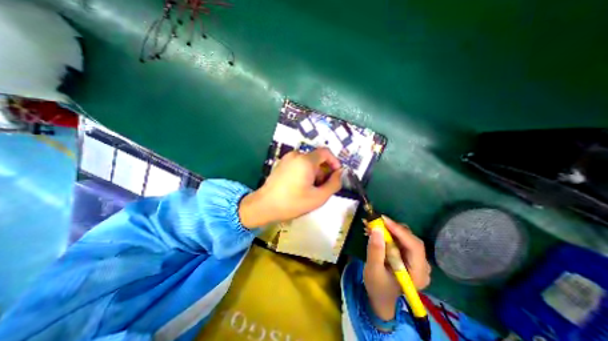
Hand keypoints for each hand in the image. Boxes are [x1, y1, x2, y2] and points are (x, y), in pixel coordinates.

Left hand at [237, 148, 340, 227]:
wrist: (264, 206)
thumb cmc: (293, 202)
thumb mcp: (319, 197)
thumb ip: (334, 184)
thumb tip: (340, 173)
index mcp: (306, 160)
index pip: (326, 152)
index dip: (334, 161)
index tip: (336, 174)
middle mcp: (296, 155)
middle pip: (316, 159)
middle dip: (323, 171)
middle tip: (322, 188)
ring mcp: (287, 159)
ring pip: (307, 162)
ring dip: (313, 173)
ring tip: (310, 190)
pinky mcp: (281, 164)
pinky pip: (298, 164)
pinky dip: (304, 173)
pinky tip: (299, 187)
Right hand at [363, 218, 429, 320]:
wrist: (380, 297)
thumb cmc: (377, 287)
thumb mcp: (373, 270)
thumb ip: (375, 250)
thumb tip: (376, 228)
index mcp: (418, 274)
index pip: (415, 247)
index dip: (400, 231)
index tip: (383, 219)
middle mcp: (422, 265)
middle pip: (411, 239)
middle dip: (393, 228)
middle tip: (376, 221)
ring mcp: (416, 260)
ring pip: (405, 237)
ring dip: (388, 229)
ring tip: (372, 226)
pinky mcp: (408, 256)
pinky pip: (400, 239)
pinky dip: (388, 233)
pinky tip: (376, 232)